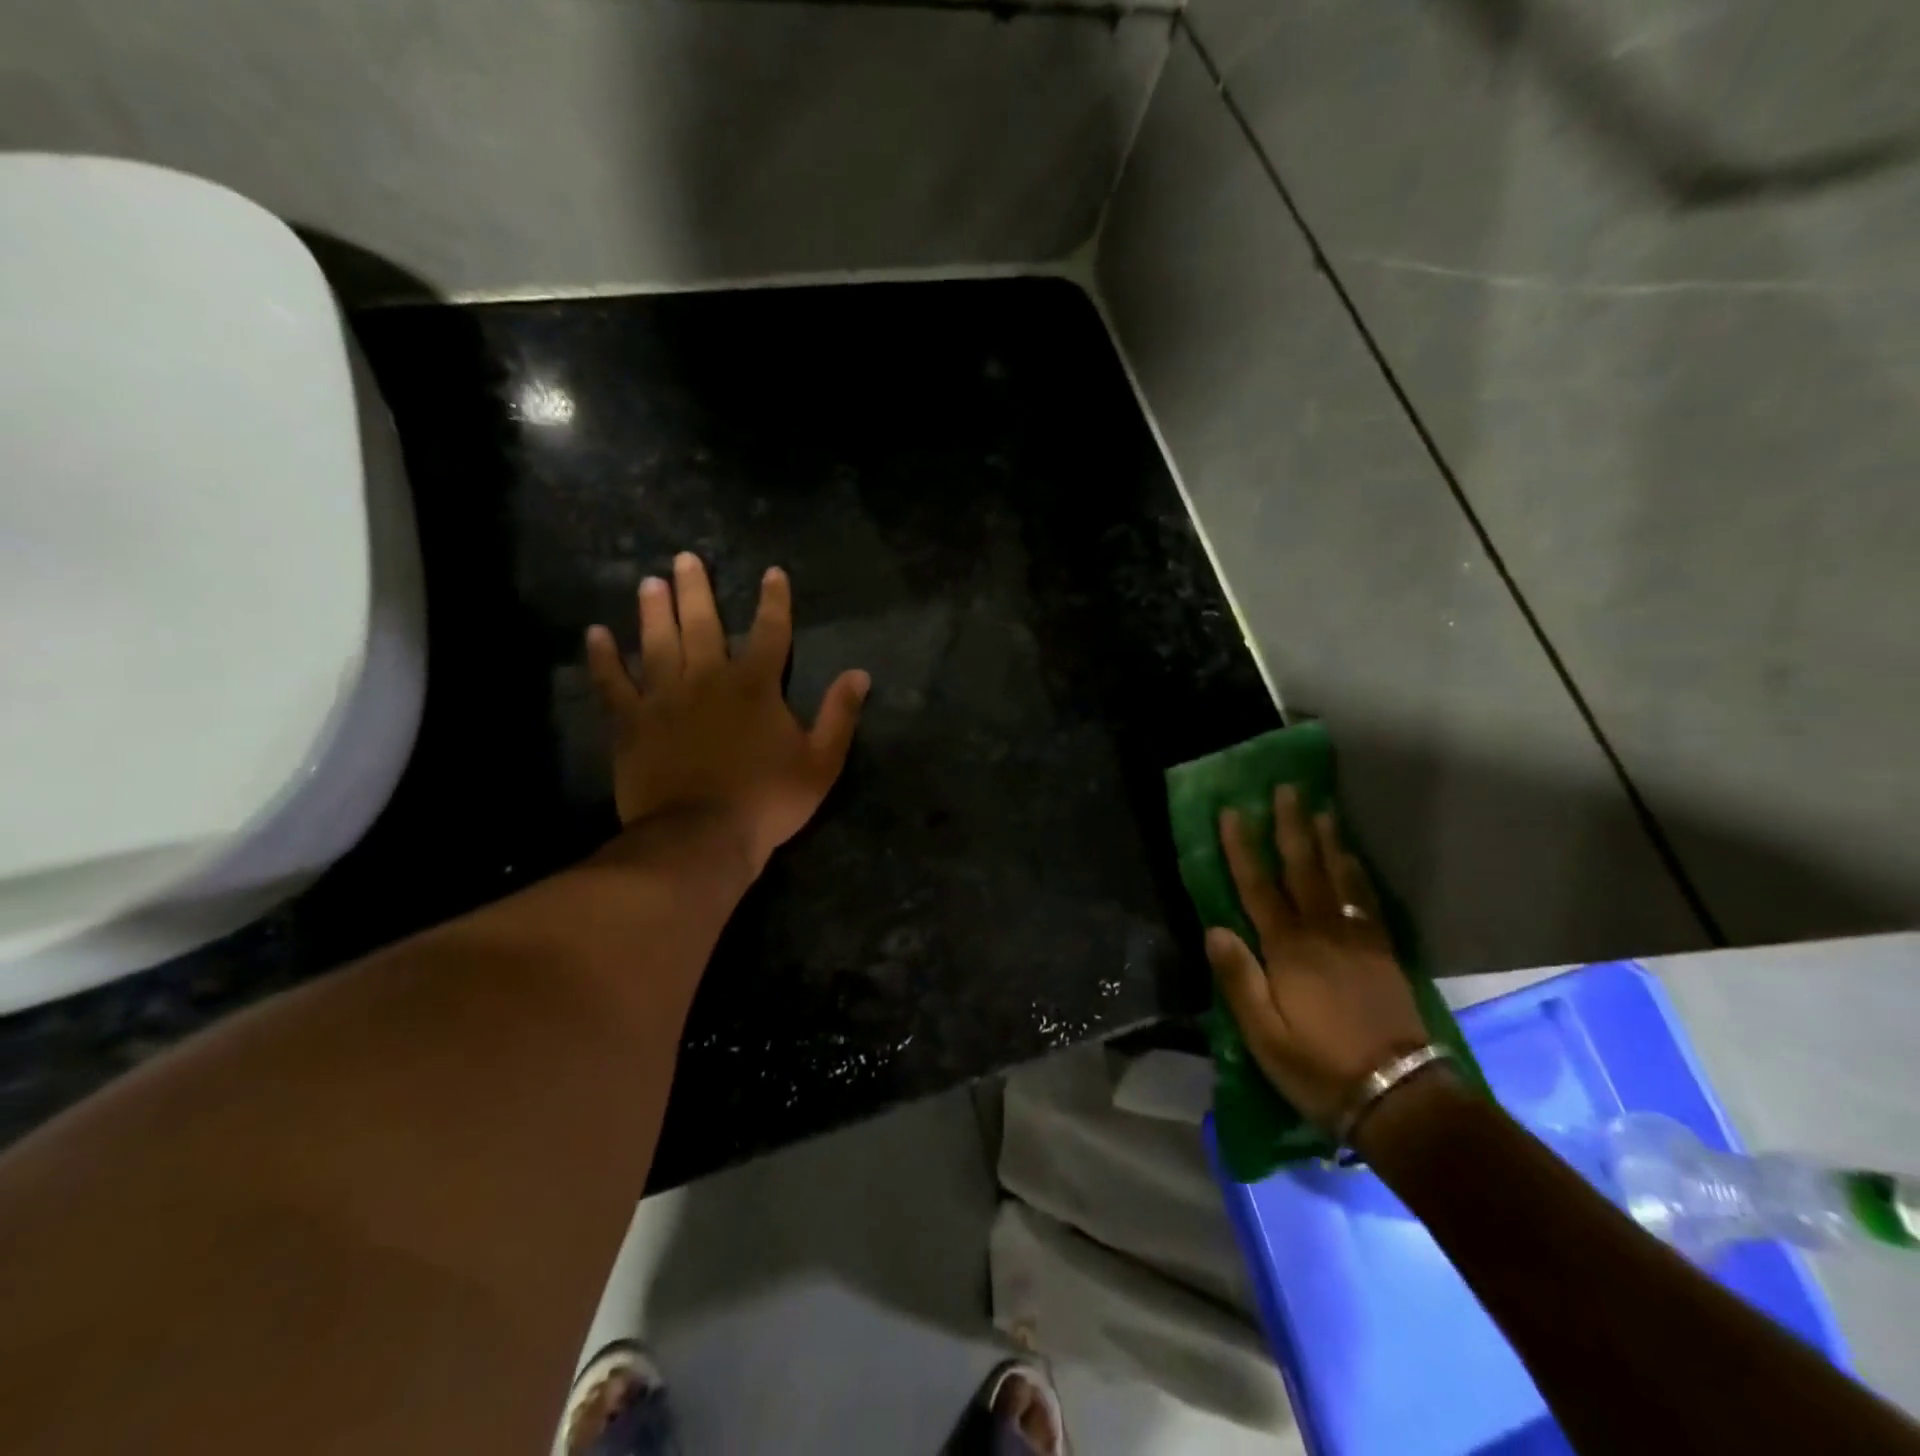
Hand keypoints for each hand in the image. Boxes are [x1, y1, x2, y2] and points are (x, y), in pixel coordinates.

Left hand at [585, 553, 869, 874]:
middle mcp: (707, 679)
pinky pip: (613, 684)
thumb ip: (839, 715)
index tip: (772, 572)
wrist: (702, 837)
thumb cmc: (768, 800)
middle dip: (697, 590)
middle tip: (685, 557)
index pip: (771, 632)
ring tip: (648, 582)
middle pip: (703, 624)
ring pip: (657, 643)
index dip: (774, 601)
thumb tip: (860, 674)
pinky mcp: (631, 723)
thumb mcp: (821, 762)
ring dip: (653, 611)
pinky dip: (603, 659)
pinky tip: (594, 635)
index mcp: (755, 686)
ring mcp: (664, 698)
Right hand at [1204, 786, 1428, 1131]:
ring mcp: (1357, 940)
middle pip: (1302, 869)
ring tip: (1322, 809)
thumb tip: (1215, 928)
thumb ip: (1238, 979)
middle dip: (1292, 826)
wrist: (1399, 1096)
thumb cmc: (1319, 1067)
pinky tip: (1352, 859)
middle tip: (1287, 789)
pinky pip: (1367, 901)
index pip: (1257, 887)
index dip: (1242, 848)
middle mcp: (1322, 933)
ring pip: (1338, 878)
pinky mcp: (1382, 953)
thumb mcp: (1263, 1036)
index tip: (1233, 812)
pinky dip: (1357, 874)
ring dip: (1327, 840)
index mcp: (1287, 950)